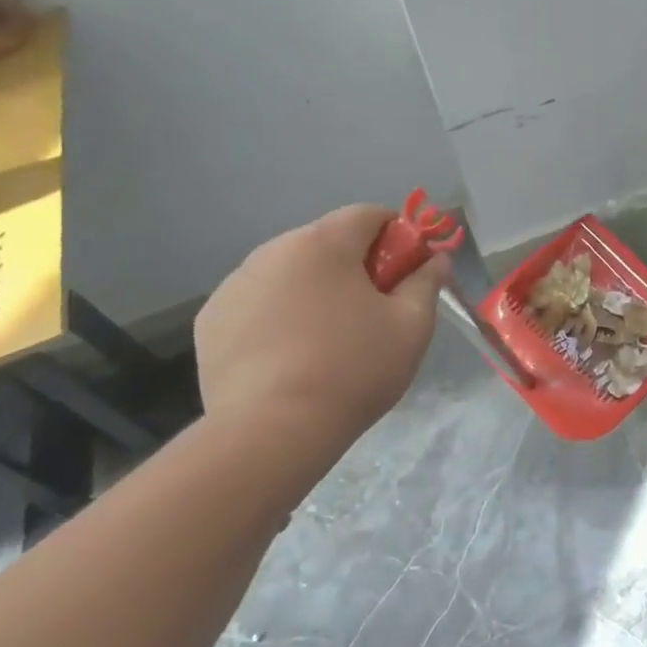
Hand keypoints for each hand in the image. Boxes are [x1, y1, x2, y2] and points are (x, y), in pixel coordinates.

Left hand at [195, 204, 450, 454]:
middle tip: (373, 310)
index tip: (407, 272)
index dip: (397, 236)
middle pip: (327, 242)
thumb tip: (435, 260)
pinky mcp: (211, 320)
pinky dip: (278, 314)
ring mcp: (235, 284)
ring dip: (314, 288)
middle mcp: (274, 249)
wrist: (271, 431)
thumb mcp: (411, 325)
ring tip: (327, 338)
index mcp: (324, 242)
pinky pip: (258, 301)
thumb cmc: (353, 369)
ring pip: (290, 271)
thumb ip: (426, 282)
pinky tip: (289, 355)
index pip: (369, 215)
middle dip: (355, 265)